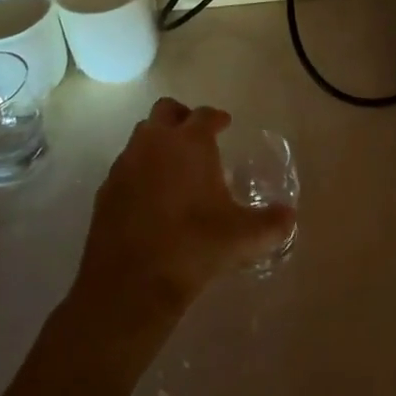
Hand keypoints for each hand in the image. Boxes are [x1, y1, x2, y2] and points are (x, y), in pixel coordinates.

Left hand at [74, 98, 296, 316]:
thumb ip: (271, 223)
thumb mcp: (242, 238)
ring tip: (175, 168)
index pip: (205, 115)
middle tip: (196, 137)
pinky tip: (150, 197)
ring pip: (142, 136)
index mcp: (189, 142)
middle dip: (182, 117)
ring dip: (158, 142)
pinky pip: (126, 166)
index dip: (217, 118)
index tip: (225, 125)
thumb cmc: (193, 247)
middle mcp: (155, 142)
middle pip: (166, 111)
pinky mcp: (106, 189)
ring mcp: (126, 164)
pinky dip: (140, 171)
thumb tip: (289, 217)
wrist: (130, 285)